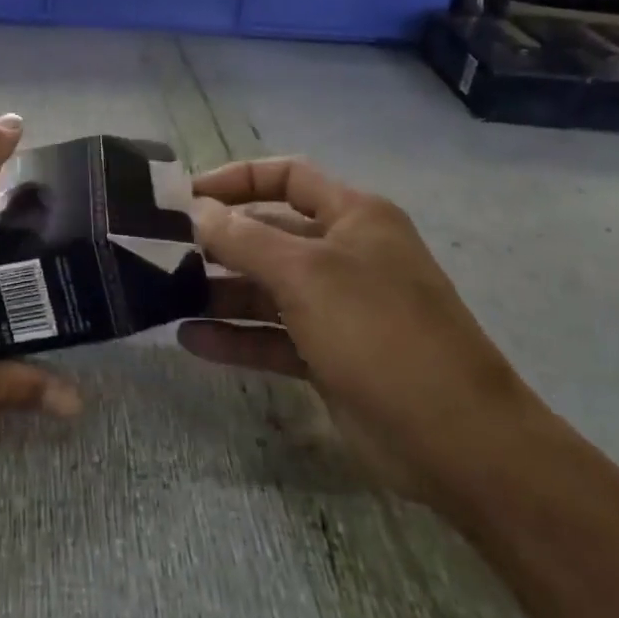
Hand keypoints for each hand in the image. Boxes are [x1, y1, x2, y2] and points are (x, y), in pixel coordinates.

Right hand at [177, 158, 542, 499]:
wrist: (457, 441)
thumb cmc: (379, 331)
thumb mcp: (306, 274)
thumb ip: (244, 238)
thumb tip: (197, 210)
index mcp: (354, 217)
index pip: (288, 177)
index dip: (237, 179)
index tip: (187, 197)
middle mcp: (344, 255)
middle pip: (270, 233)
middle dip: (220, 240)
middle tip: (161, 249)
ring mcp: (337, 308)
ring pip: (266, 288)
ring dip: (220, 291)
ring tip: (165, 294)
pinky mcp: (328, 356)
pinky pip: (272, 336)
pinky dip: (235, 337)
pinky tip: (190, 340)